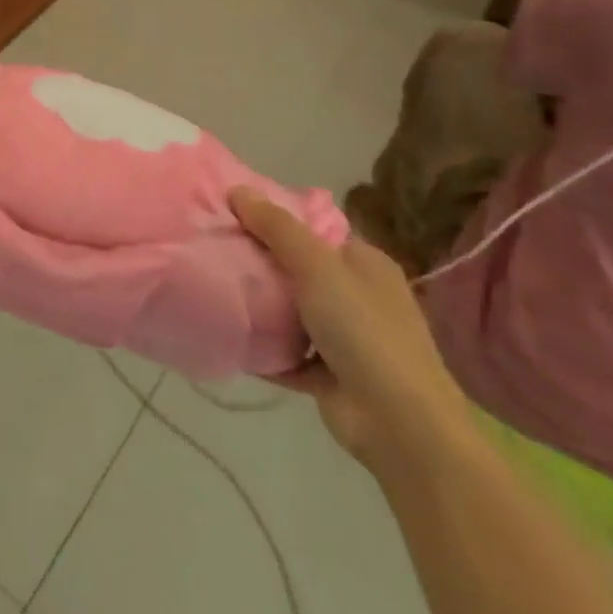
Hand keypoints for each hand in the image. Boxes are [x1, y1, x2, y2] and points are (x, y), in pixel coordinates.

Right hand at [232, 188, 472, 484]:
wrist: (400, 425)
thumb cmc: (364, 331)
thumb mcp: (317, 266)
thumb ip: (277, 228)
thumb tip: (237, 188)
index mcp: (365, 264)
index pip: (314, 230)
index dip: (275, 219)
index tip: (231, 213)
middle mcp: (358, 297)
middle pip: (298, 269)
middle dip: (260, 261)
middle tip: (214, 247)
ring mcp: (345, 338)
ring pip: (290, 311)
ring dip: (259, 306)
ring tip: (212, 286)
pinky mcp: (328, 375)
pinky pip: (286, 352)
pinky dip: (262, 347)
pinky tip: (228, 333)